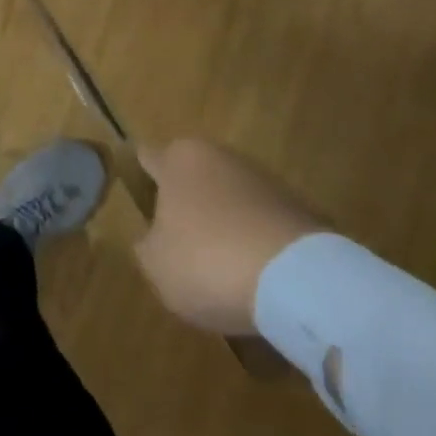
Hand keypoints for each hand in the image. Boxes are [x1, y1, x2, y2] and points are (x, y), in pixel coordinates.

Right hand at [134, 139, 322, 336]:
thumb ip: (146, 245)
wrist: (297, 279)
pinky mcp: (298, 208)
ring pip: (230, 199)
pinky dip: (256, 243)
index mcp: (178, 159)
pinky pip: (263, 223)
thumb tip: (154, 238)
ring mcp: (263, 179)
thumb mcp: (156, 264)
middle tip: (179, 241)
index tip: (137, 196)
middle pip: (192, 176)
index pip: (148, 157)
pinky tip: (256, 277)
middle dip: (186, 202)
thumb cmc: (208, 260)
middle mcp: (219, 156)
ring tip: (222, 267)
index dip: (139, 176)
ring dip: (224, 223)